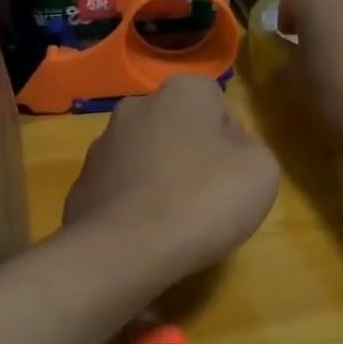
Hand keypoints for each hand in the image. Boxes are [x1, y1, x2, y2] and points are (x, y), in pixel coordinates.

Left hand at [62, 75, 279, 282]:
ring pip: (145, 157)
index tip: (233, 173)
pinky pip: (120, 189)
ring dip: (159, 179)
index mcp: (181, 92)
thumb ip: (250, 149)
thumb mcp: (260, 172)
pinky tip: (144, 235)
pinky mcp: (81, 184)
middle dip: (191, 155)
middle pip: (177, 128)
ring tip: (174, 221)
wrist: (123, 251)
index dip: (230, 138)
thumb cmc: (202, 202)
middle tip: (208, 197)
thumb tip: (228, 148)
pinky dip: (133, 205)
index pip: (216, 102)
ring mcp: (101, 146)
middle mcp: (136, 107)